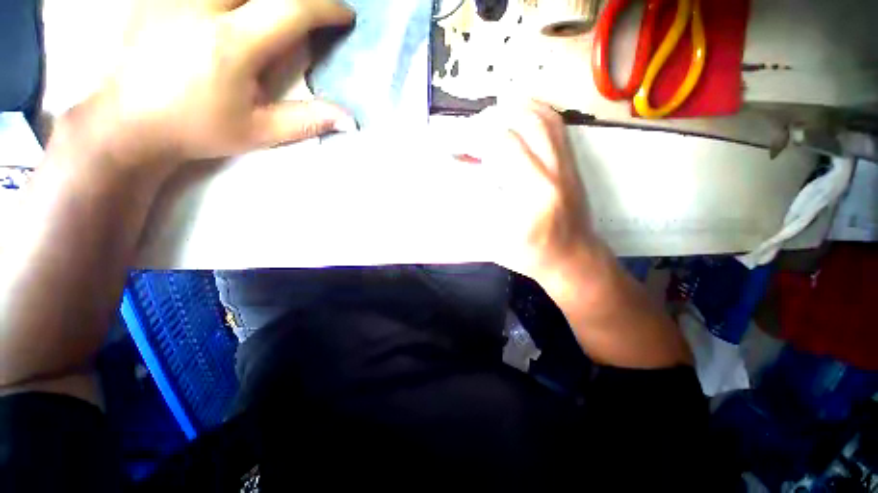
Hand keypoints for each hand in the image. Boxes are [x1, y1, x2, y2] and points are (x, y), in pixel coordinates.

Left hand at [60, 0, 355, 172]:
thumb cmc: (198, 128)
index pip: (291, 8)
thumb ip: (307, 121)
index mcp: (231, 44)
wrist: (128, 120)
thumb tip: (350, 119)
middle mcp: (202, 6)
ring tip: (275, 11)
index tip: (344, 14)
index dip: (325, 7)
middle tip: (312, 8)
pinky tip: (238, 8)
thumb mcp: (260, 131)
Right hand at [469, 101, 598, 278]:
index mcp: (532, 194)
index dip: (475, 139)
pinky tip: (520, 111)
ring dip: (514, 108)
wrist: (573, 258)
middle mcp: (553, 172)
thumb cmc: (531, 254)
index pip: (503, 147)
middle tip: (470, 130)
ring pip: (543, 119)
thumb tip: (462, 172)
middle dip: (491, 120)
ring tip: (492, 111)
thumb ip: (477, 204)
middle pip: (524, 125)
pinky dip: (537, 110)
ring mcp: (567, 165)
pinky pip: (557, 127)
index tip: (456, 145)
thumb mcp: (496, 239)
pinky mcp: (572, 164)